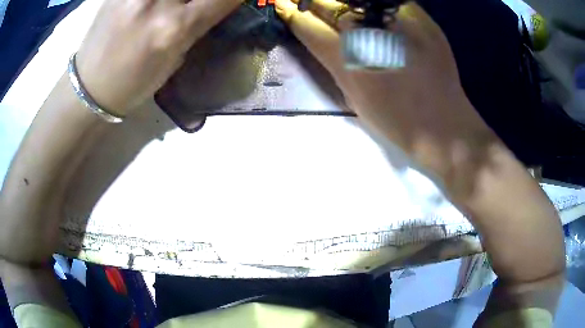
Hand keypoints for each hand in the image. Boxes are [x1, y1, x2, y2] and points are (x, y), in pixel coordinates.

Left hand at [76, 0, 241, 114]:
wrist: (91, 86)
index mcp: (174, 28)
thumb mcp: (175, 57)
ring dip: (181, 0)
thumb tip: (219, 1)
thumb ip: (199, 22)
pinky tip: (153, 7)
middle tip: (191, 6)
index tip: (235, 0)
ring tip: (170, 9)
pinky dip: (158, 0)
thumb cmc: (135, 82)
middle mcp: (157, 2)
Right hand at [275, 0, 497, 178]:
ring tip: (347, 17)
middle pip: (328, 3)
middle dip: (313, 3)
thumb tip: (320, 36)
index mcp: (347, 58)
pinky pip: (387, 2)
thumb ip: (333, 61)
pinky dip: (374, 6)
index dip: (291, 13)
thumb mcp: (353, 95)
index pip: (306, 24)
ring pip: (356, 0)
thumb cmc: (396, 120)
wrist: (444, 125)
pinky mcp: (421, 17)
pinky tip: (375, 16)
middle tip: (310, 5)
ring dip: (344, 5)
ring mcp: (396, 21)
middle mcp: (368, 32)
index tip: (283, 6)